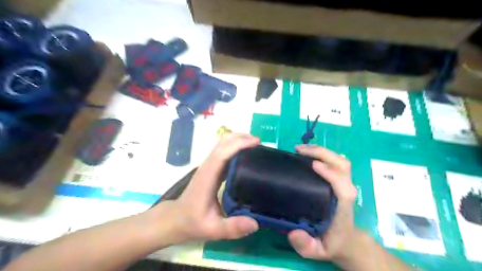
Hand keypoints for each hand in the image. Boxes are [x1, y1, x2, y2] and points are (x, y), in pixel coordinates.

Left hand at [158, 134, 259, 242]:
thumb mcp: (213, 230)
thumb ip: (232, 227)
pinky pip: (223, 150)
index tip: (257, 142)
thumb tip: (255, 224)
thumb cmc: (192, 222)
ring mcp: (208, 165)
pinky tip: (245, 154)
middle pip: (223, 142)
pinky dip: (235, 146)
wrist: (175, 219)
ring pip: (223, 143)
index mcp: (208, 176)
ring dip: (238, 140)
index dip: (239, 144)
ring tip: (255, 146)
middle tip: (260, 144)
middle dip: (241, 138)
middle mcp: (208, 166)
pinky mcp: (210, 167)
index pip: (223, 153)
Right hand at [286, 145, 356, 261]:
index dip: (330, 172)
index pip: (342, 185)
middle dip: (322, 153)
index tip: (312, 165)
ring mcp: (345, 183)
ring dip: (321, 151)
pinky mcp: (340, 180)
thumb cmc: (331, 243)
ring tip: (301, 149)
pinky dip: (323, 154)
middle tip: (298, 150)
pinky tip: (308, 154)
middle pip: (342, 165)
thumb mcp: (316, 251)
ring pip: (340, 160)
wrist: (346, 240)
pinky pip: (336, 162)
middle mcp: (346, 191)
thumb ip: (306, 245)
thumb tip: (294, 232)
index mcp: (343, 206)